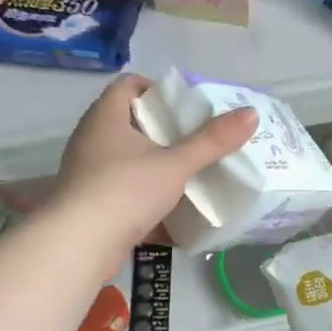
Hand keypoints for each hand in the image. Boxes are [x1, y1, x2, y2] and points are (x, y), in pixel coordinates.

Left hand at [55, 75, 257, 252]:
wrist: (80, 245)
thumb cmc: (126, 190)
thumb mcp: (175, 164)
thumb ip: (212, 141)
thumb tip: (251, 114)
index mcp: (106, 117)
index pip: (128, 85)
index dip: (157, 89)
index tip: (186, 107)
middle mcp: (92, 140)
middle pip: (131, 124)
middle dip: (166, 132)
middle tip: (198, 140)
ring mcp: (90, 174)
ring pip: (130, 162)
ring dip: (158, 169)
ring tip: (192, 175)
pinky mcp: (93, 206)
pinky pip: (126, 195)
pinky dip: (149, 201)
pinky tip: (176, 215)